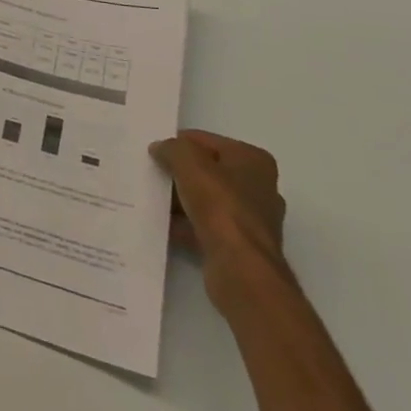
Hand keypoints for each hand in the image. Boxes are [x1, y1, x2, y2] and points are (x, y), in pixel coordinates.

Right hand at [150, 130, 288, 309]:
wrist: (240, 269)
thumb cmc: (220, 205)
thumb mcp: (189, 162)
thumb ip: (172, 148)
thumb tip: (160, 149)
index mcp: (253, 160)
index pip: (207, 141)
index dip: (179, 144)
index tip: (154, 152)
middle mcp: (259, 187)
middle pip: (209, 171)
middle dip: (180, 173)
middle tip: (152, 174)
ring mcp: (251, 220)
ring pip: (207, 201)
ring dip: (181, 200)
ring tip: (152, 198)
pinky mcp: (240, 247)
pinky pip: (206, 227)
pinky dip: (185, 225)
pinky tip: (162, 225)